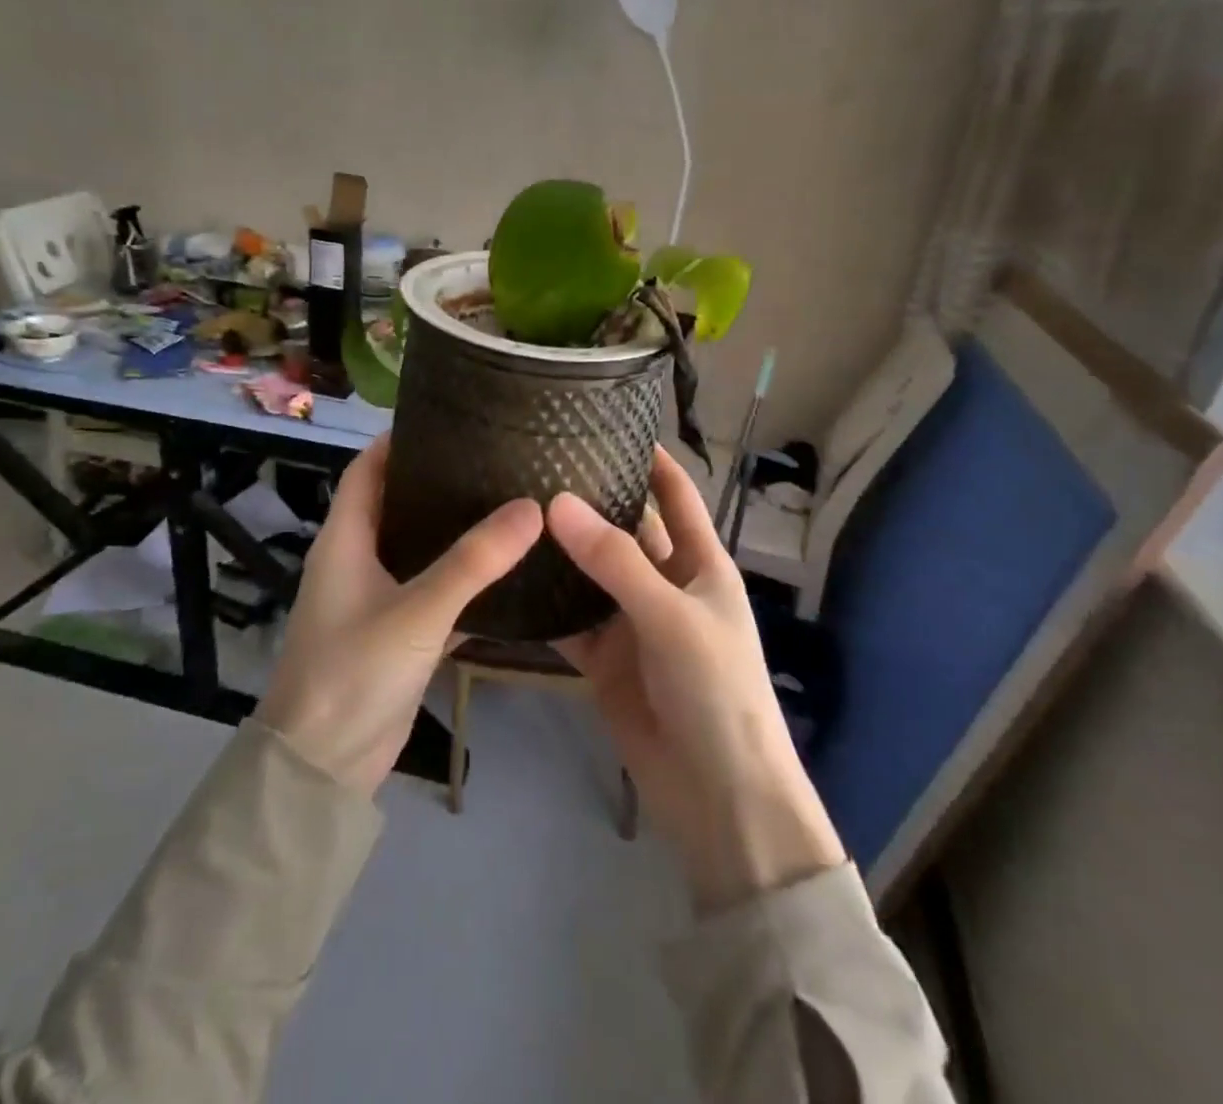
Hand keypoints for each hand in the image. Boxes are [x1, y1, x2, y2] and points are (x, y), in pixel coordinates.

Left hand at [258, 434, 541, 795]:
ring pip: (417, 550)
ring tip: (505, 502)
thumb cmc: (354, 672)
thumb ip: (474, 561)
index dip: (397, 441)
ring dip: (452, 531)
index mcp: (345, 540)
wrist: (322, 768)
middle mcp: (356, 562)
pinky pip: (431, 593)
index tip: (446, 418)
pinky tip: (503, 571)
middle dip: (436, 481)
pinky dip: (461, 580)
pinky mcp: (395, 636)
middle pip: (395, 505)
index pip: (366, 471)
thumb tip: (531, 507)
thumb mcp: (417, 610)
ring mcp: (374, 600)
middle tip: (492, 458)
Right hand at [549, 448, 845, 911]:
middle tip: (533, 464)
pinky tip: (505, 577)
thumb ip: (615, 562)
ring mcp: (631, 623)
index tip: (609, 425)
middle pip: (623, 531)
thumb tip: (557, 503)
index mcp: (699, 565)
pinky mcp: (603, 660)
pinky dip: (542, 604)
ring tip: (510, 508)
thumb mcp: (671, 617)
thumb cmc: (716, 691)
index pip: (676, 497)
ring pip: (589, 574)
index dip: (652, 461)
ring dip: (559, 551)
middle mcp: (664, 585)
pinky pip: (568, 621)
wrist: (718, 797)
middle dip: (589, 502)